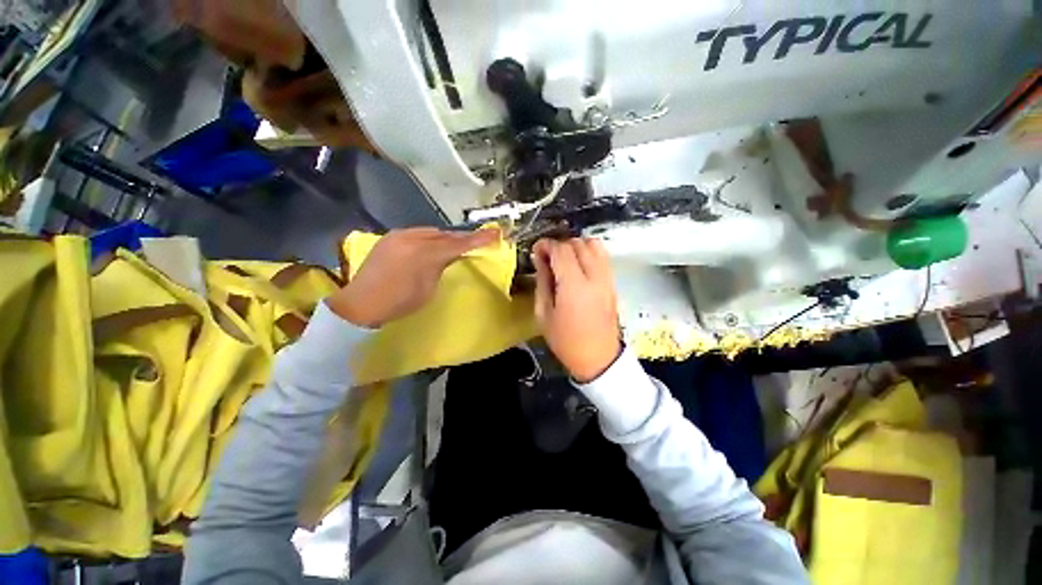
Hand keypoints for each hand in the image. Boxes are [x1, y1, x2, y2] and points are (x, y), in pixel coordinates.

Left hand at [328, 227, 499, 327]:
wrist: (360, 303)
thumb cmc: (398, 303)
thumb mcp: (428, 289)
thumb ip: (441, 267)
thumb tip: (449, 257)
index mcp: (424, 254)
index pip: (457, 244)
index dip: (478, 240)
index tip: (495, 234)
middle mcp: (412, 238)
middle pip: (445, 235)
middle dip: (462, 237)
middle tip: (479, 239)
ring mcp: (399, 235)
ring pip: (431, 232)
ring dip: (446, 237)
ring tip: (457, 243)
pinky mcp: (391, 237)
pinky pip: (418, 233)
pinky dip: (431, 238)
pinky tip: (434, 245)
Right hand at [532, 237, 621, 382]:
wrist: (598, 357)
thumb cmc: (566, 340)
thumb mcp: (544, 313)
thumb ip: (542, 281)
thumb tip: (540, 259)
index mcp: (574, 285)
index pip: (561, 250)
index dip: (546, 245)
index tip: (537, 250)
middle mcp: (594, 276)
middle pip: (578, 244)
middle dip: (560, 245)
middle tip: (547, 258)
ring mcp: (607, 278)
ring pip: (593, 245)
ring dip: (576, 246)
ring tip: (564, 260)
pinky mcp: (613, 282)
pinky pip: (603, 256)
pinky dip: (589, 253)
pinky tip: (579, 266)